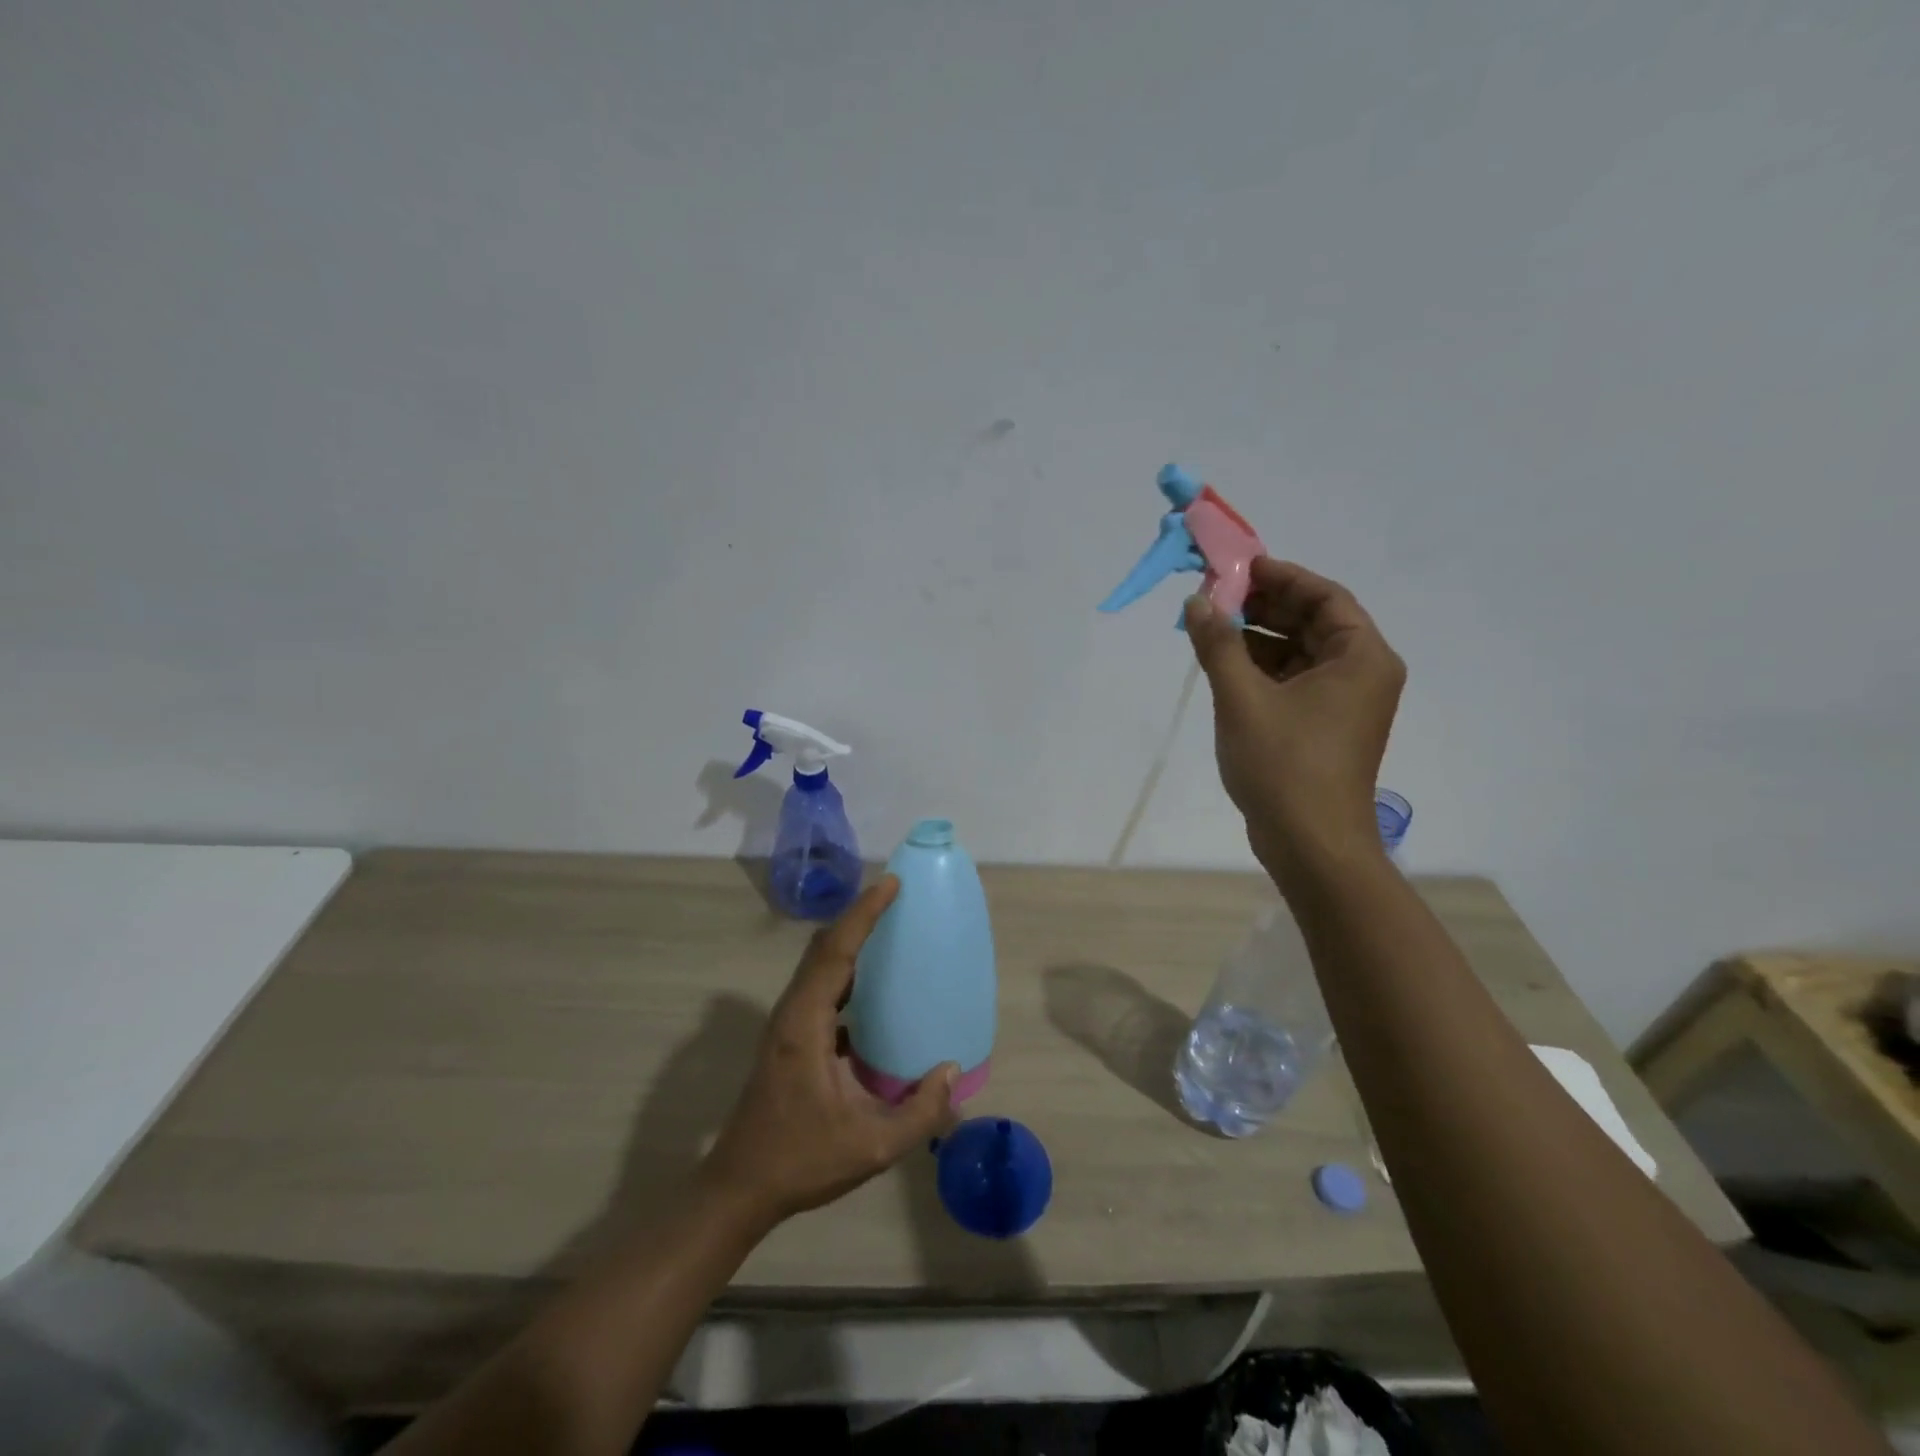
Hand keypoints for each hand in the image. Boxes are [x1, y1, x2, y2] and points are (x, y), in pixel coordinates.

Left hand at [701, 878, 958, 1224]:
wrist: (740, 1187)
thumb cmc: (801, 1161)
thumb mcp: (872, 1147)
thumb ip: (920, 1113)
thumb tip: (952, 1071)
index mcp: (805, 1024)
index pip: (836, 951)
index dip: (864, 914)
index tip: (891, 884)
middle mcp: (792, 1012)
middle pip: (824, 946)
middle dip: (858, 916)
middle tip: (895, 897)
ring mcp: (787, 1023)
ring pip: (819, 963)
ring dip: (850, 940)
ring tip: (888, 930)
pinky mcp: (789, 1037)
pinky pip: (820, 985)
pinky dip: (845, 969)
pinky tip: (872, 987)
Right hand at [1185, 558, 1405, 882]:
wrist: (1309, 843)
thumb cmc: (1284, 764)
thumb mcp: (1243, 698)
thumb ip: (1218, 645)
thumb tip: (1197, 602)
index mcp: (1361, 658)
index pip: (1326, 597)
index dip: (1282, 577)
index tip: (1240, 568)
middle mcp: (1361, 674)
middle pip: (1313, 622)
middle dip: (1265, 607)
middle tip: (1217, 596)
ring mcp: (1343, 704)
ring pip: (1300, 653)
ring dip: (1258, 639)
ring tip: (1211, 628)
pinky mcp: (1323, 728)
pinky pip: (1293, 681)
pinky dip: (1261, 669)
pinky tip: (1223, 665)